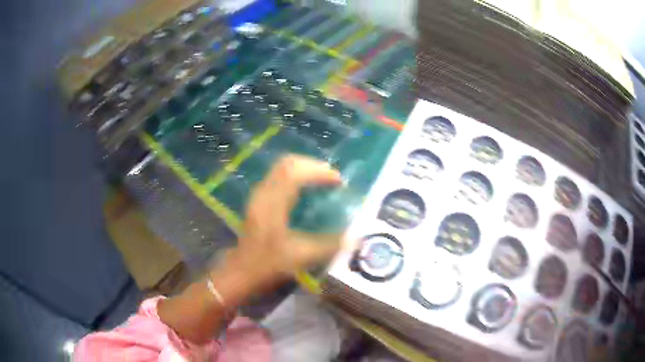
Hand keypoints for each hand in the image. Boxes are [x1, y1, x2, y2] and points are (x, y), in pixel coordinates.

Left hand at [158, 155, 342, 343]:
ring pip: (281, 168)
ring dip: (303, 169)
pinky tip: (306, 190)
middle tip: (331, 177)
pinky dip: (295, 176)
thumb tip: (356, 238)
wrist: (241, 272)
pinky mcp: (258, 201)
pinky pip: (278, 177)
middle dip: (312, 165)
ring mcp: (259, 195)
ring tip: (322, 180)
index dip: (319, 171)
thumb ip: (330, 245)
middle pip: (287, 163)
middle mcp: (264, 192)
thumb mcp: (301, 256)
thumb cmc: (268, 264)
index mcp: (273, 202)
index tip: (338, 181)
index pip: (296, 172)